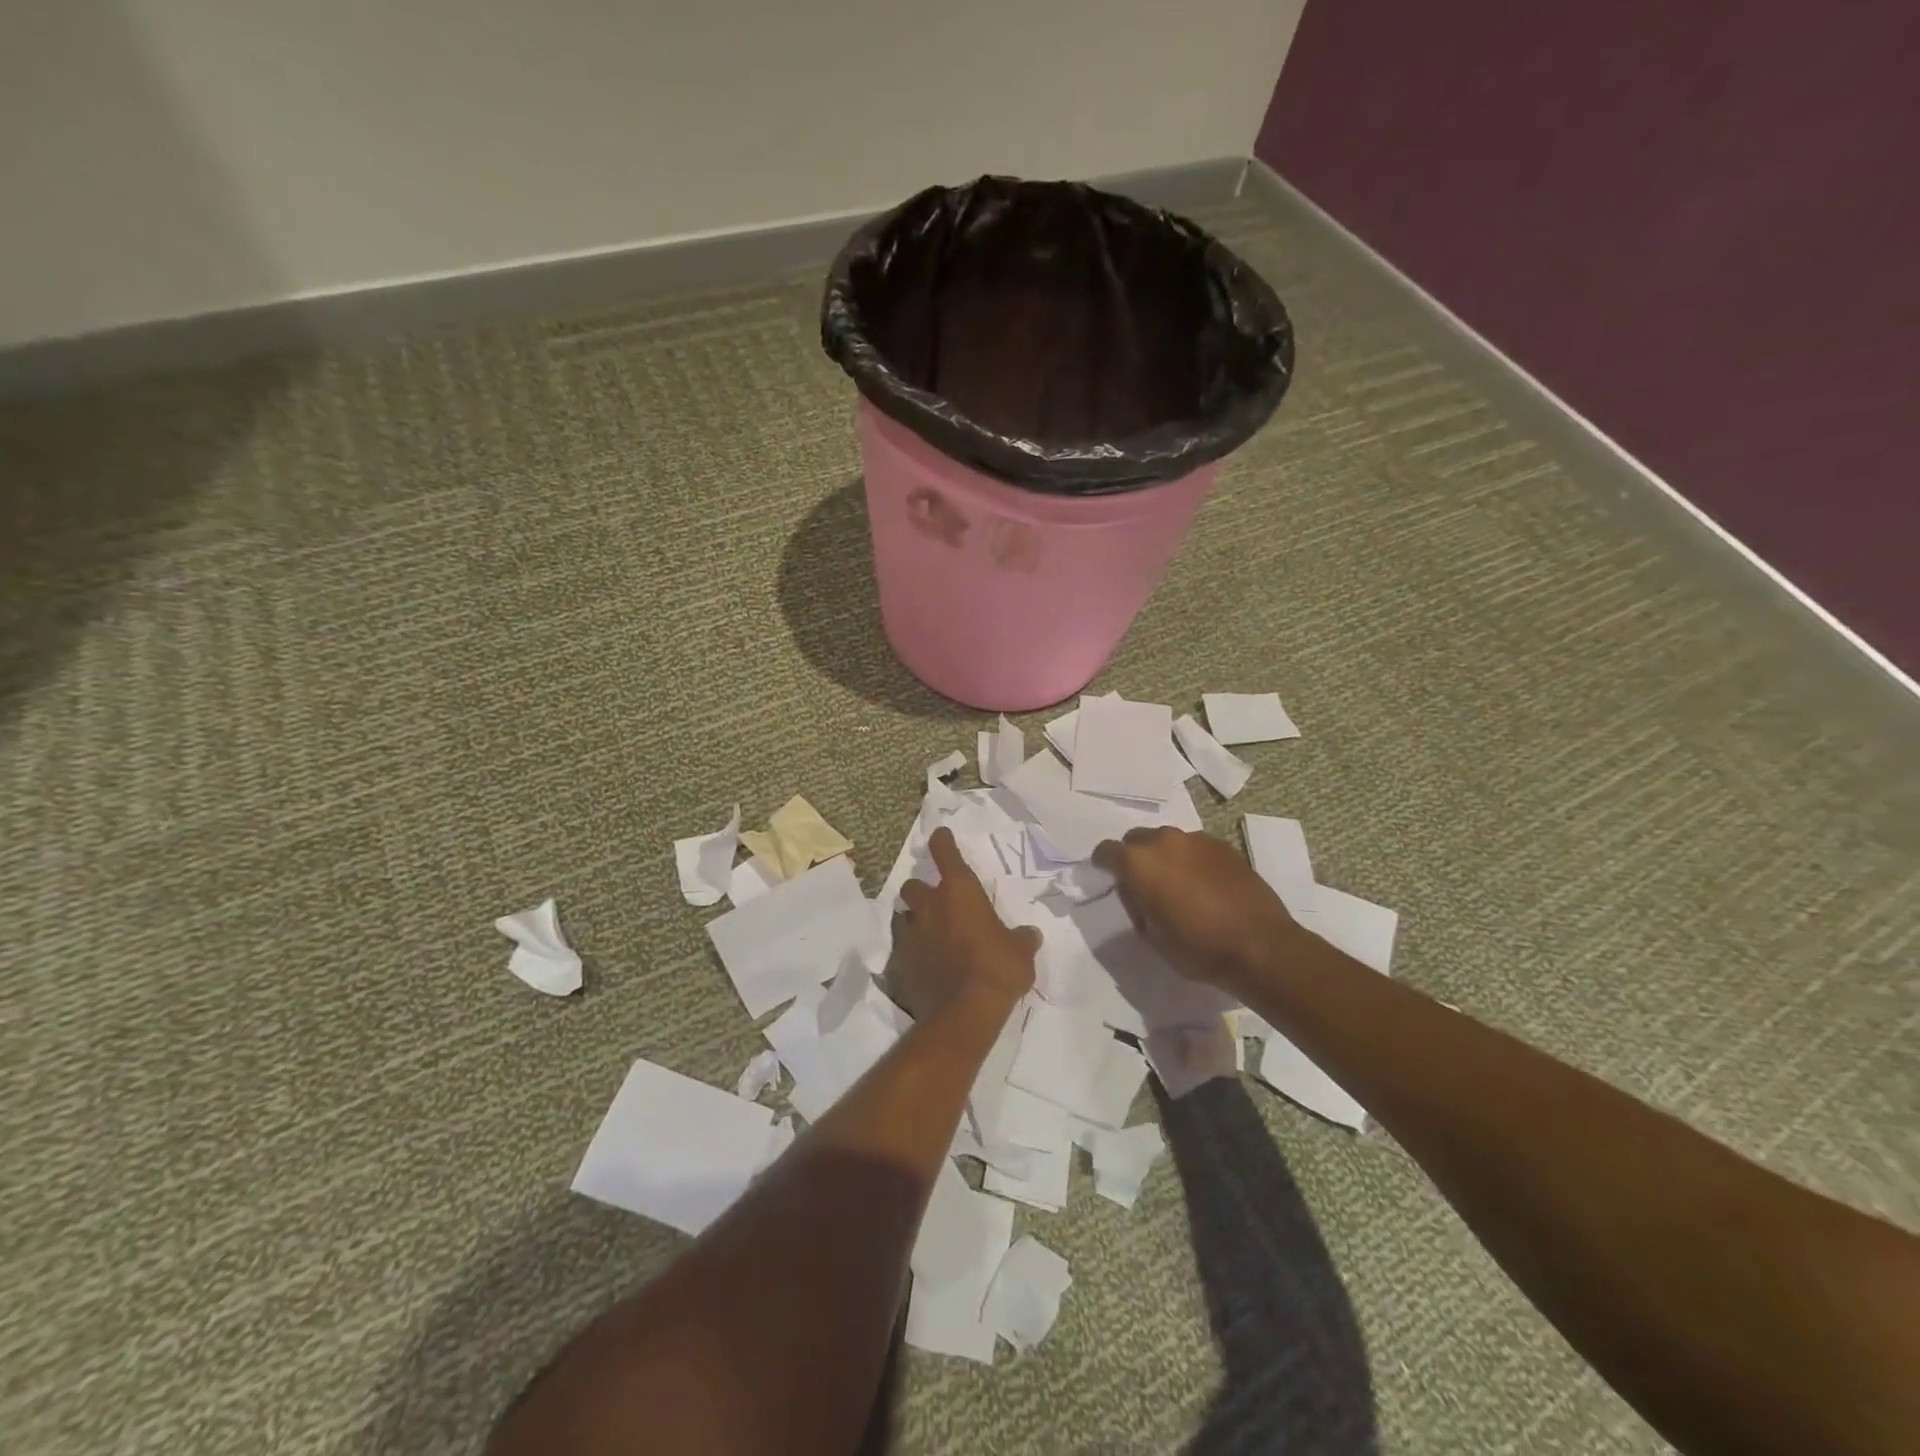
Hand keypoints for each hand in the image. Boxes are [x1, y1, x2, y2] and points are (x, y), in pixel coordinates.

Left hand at [885, 827, 1037, 1021]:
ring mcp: (911, 933)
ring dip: (913, 919)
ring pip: (903, 914)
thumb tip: (1030, 935)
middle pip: (913, 885)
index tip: (941, 836)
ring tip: (926, 931)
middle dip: (922, 890)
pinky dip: (910, 950)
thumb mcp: (1021, 952)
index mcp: (959, 892)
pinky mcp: (900, 962)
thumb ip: (1022, 939)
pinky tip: (922, 961)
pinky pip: (901, 947)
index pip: (945, 853)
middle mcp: (930, 906)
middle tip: (936, 903)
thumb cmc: (998, 969)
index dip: (942, 841)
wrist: (964, 1012)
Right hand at [1091, 826, 1306, 991]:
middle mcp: (1164, 840)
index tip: (1108, 879)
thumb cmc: (1197, 947)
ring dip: (1166, 858)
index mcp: (1138, 862)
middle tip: (1145, 885)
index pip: (1106, 851)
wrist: (1260, 946)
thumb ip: (1136, 904)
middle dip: (1135, 858)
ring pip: (1168, 841)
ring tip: (1179, 886)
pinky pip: (1195, 848)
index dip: (1103, 865)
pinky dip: (1192, 861)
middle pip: (1137, 839)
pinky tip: (1205, 886)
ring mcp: (1197, 839)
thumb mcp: (1151, 935)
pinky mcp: (1224, 846)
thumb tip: (1139, 892)